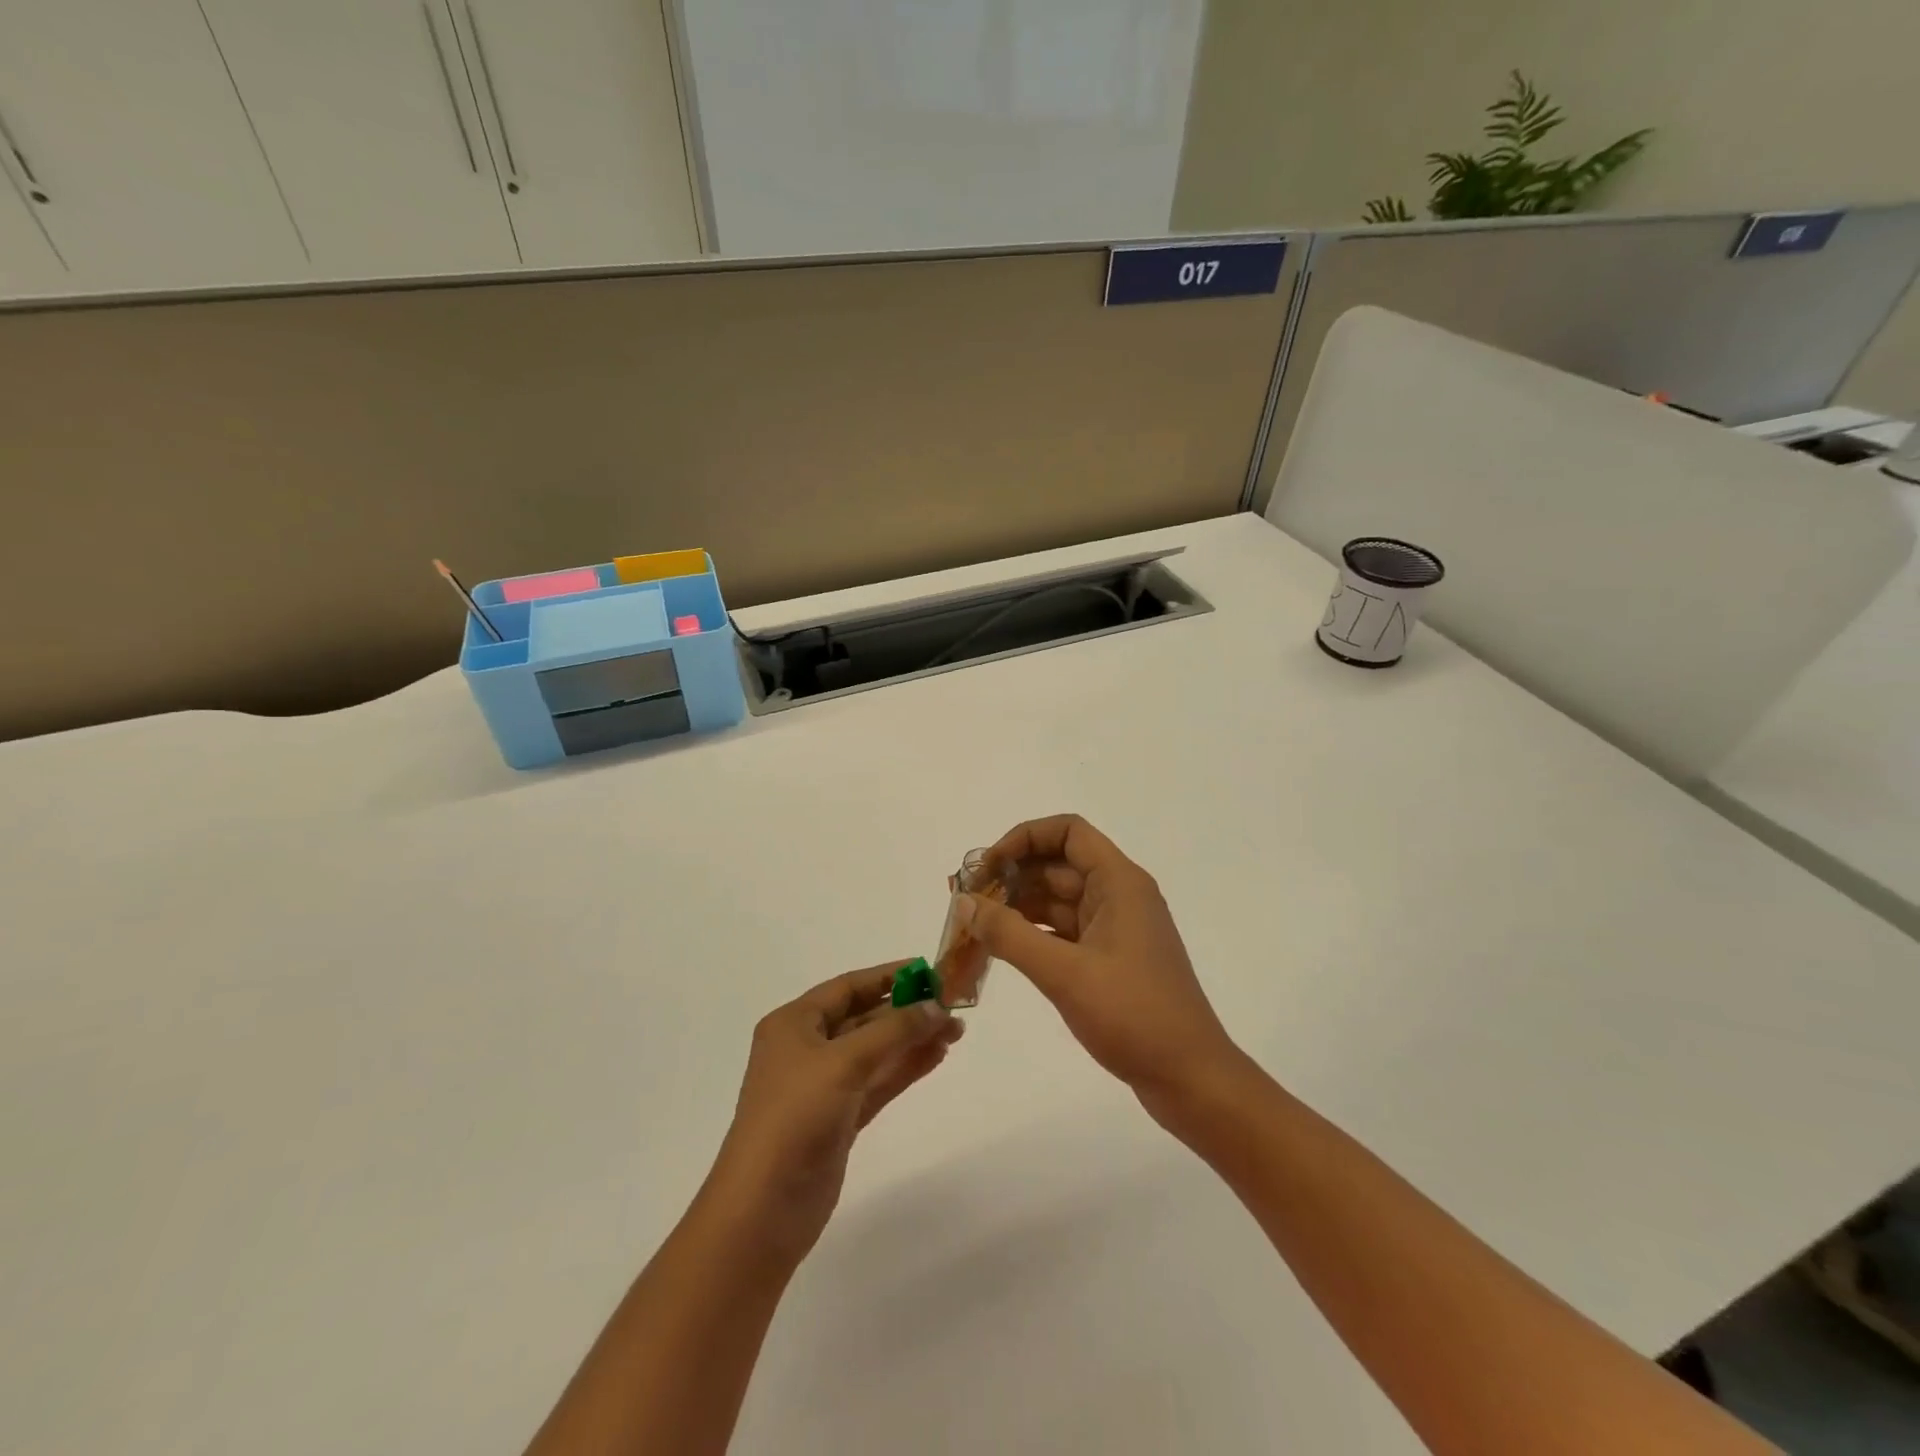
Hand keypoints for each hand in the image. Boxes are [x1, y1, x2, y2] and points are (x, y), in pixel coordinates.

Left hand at [704, 963, 962, 1265]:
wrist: (763, 1210)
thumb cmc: (795, 1118)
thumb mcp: (844, 1062)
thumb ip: (894, 1030)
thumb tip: (935, 1005)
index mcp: (794, 1024)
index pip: (848, 987)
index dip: (888, 976)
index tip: (930, 971)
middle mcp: (806, 1049)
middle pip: (864, 1018)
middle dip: (907, 1011)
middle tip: (952, 1006)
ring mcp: (823, 1086)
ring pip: (875, 1052)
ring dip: (912, 1040)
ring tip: (955, 1031)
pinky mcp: (839, 1119)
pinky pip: (878, 1082)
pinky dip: (905, 1069)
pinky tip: (936, 1056)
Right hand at [954, 815, 1242, 1120]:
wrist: (1191, 1078)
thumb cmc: (1134, 1016)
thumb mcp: (1065, 973)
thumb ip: (1009, 934)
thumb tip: (963, 902)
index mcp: (1119, 882)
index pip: (1068, 832)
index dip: (1024, 838)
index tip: (987, 866)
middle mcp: (1118, 895)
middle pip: (1058, 864)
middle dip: (1011, 875)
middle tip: (965, 899)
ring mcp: (1115, 929)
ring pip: (1058, 900)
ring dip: (1018, 906)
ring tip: (974, 924)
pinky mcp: (1110, 959)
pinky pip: (1063, 932)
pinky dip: (1032, 934)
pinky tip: (1001, 948)